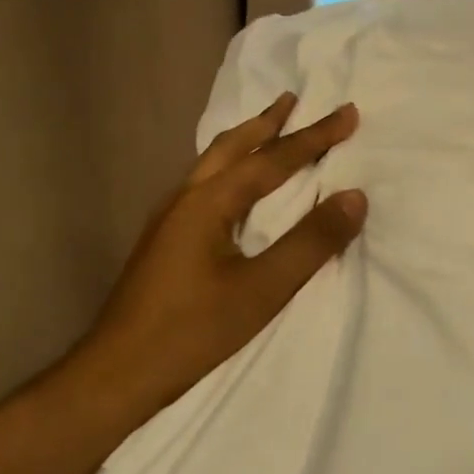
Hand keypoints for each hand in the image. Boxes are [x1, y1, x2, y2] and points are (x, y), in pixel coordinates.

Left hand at [64, 93, 364, 426]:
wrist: (118, 373)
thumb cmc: (193, 330)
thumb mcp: (262, 289)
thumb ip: (310, 242)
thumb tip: (354, 197)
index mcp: (208, 203)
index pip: (272, 160)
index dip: (314, 137)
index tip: (347, 112)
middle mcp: (184, 199)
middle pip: (231, 147)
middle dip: (266, 122)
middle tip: (294, 100)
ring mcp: (168, 220)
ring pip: (211, 165)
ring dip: (245, 143)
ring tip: (268, 131)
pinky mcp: (164, 243)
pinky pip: (204, 187)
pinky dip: (229, 170)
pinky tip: (234, 190)